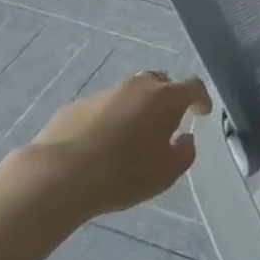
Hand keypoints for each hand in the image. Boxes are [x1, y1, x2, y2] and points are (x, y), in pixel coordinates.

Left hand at [0, 71, 209, 221]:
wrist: (57, 177)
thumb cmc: (124, 174)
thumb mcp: (167, 173)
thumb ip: (185, 152)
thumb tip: (185, 138)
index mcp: (164, 98)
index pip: (193, 87)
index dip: (201, 99)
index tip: (202, 113)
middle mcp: (136, 87)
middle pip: (160, 82)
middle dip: (167, 98)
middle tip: (166, 121)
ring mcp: (103, 94)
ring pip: (129, 94)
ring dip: (136, 109)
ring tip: (130, 136)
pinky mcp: (74, 106)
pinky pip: (101, 108)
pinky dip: (108, 119)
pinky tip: (100, 144)